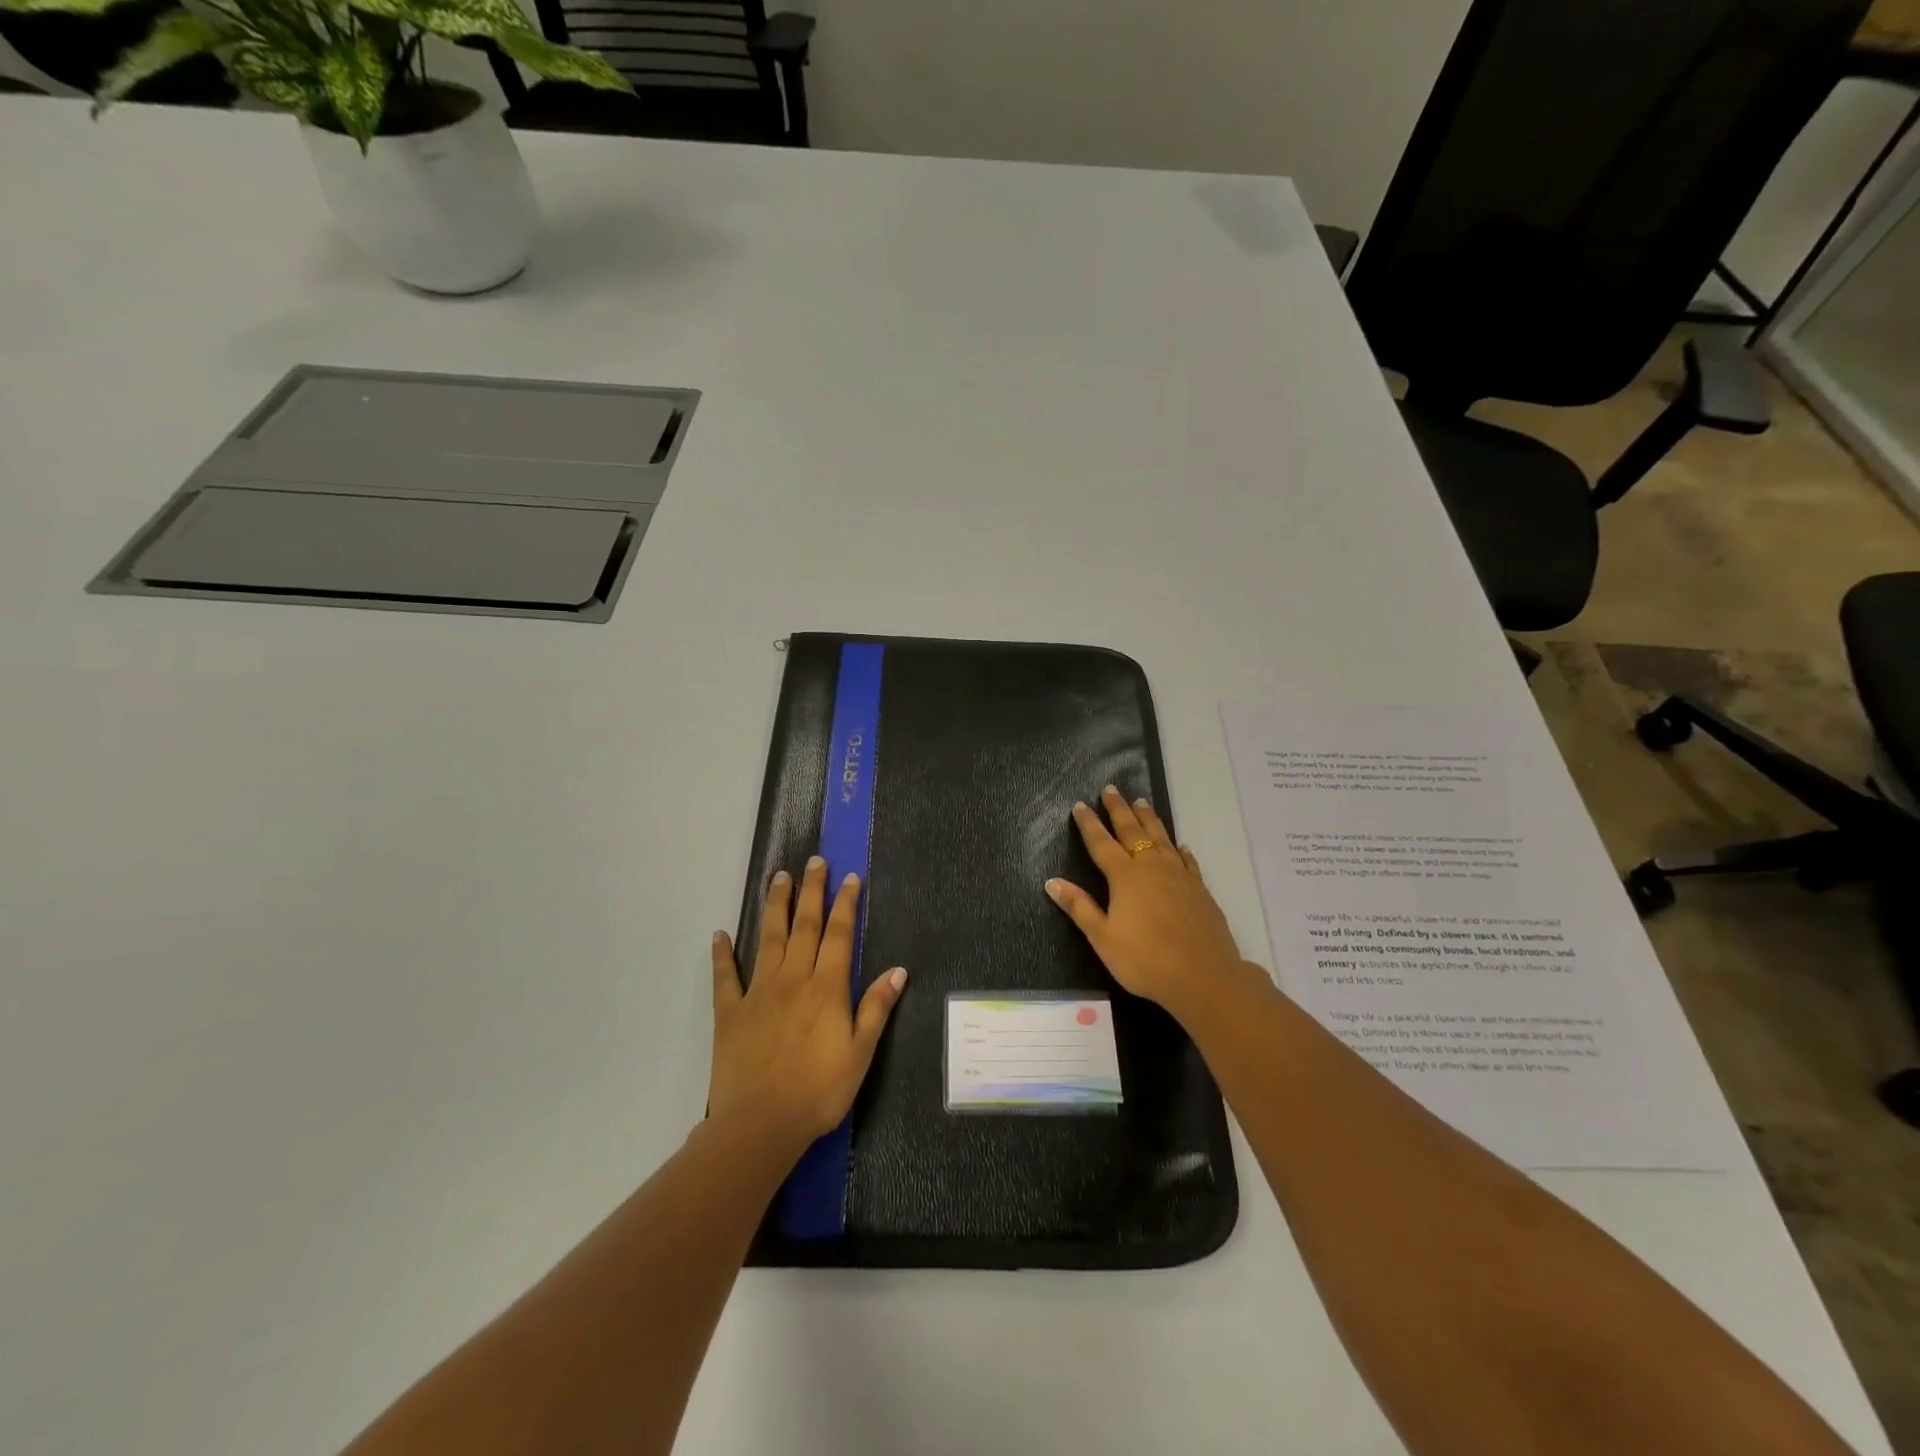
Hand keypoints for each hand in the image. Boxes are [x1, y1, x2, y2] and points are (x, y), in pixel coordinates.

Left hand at [710, 856, 907, 1146]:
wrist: (759, 1124)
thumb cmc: (818, 1092)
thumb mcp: (860, 1053)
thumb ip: (876, 1008)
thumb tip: (898, 970)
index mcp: (827, 988)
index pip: (840, 935)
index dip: (846, 904)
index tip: (850, 877)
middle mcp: (793, 979)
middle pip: (805, 926)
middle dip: (811, 891)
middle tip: (813, 861)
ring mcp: (758, 992)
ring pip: (768, 939)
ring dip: (775, 906)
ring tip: (778, 877)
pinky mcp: (730, 1012)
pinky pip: (726, 977)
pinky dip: (722, 954)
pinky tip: (720, 934)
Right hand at [1046, 786, 1248, 1020]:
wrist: (1204, 977)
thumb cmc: (1145, 960)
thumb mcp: (1103, 938)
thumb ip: (1079, 907)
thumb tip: (1051, 882)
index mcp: (1125, 877)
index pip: (1102, 843)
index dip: (1089, 824)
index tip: (1080, 804)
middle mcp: (1152, 867)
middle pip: (1132, 831)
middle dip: (1119, 809)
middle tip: (1111, 789)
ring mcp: (1179, 876)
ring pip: (1161, 838)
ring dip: (1149, 819)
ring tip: (1141, 802)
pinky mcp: (1199, 889)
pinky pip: (1187, 860)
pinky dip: (1179, 849)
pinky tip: (1179, 845)